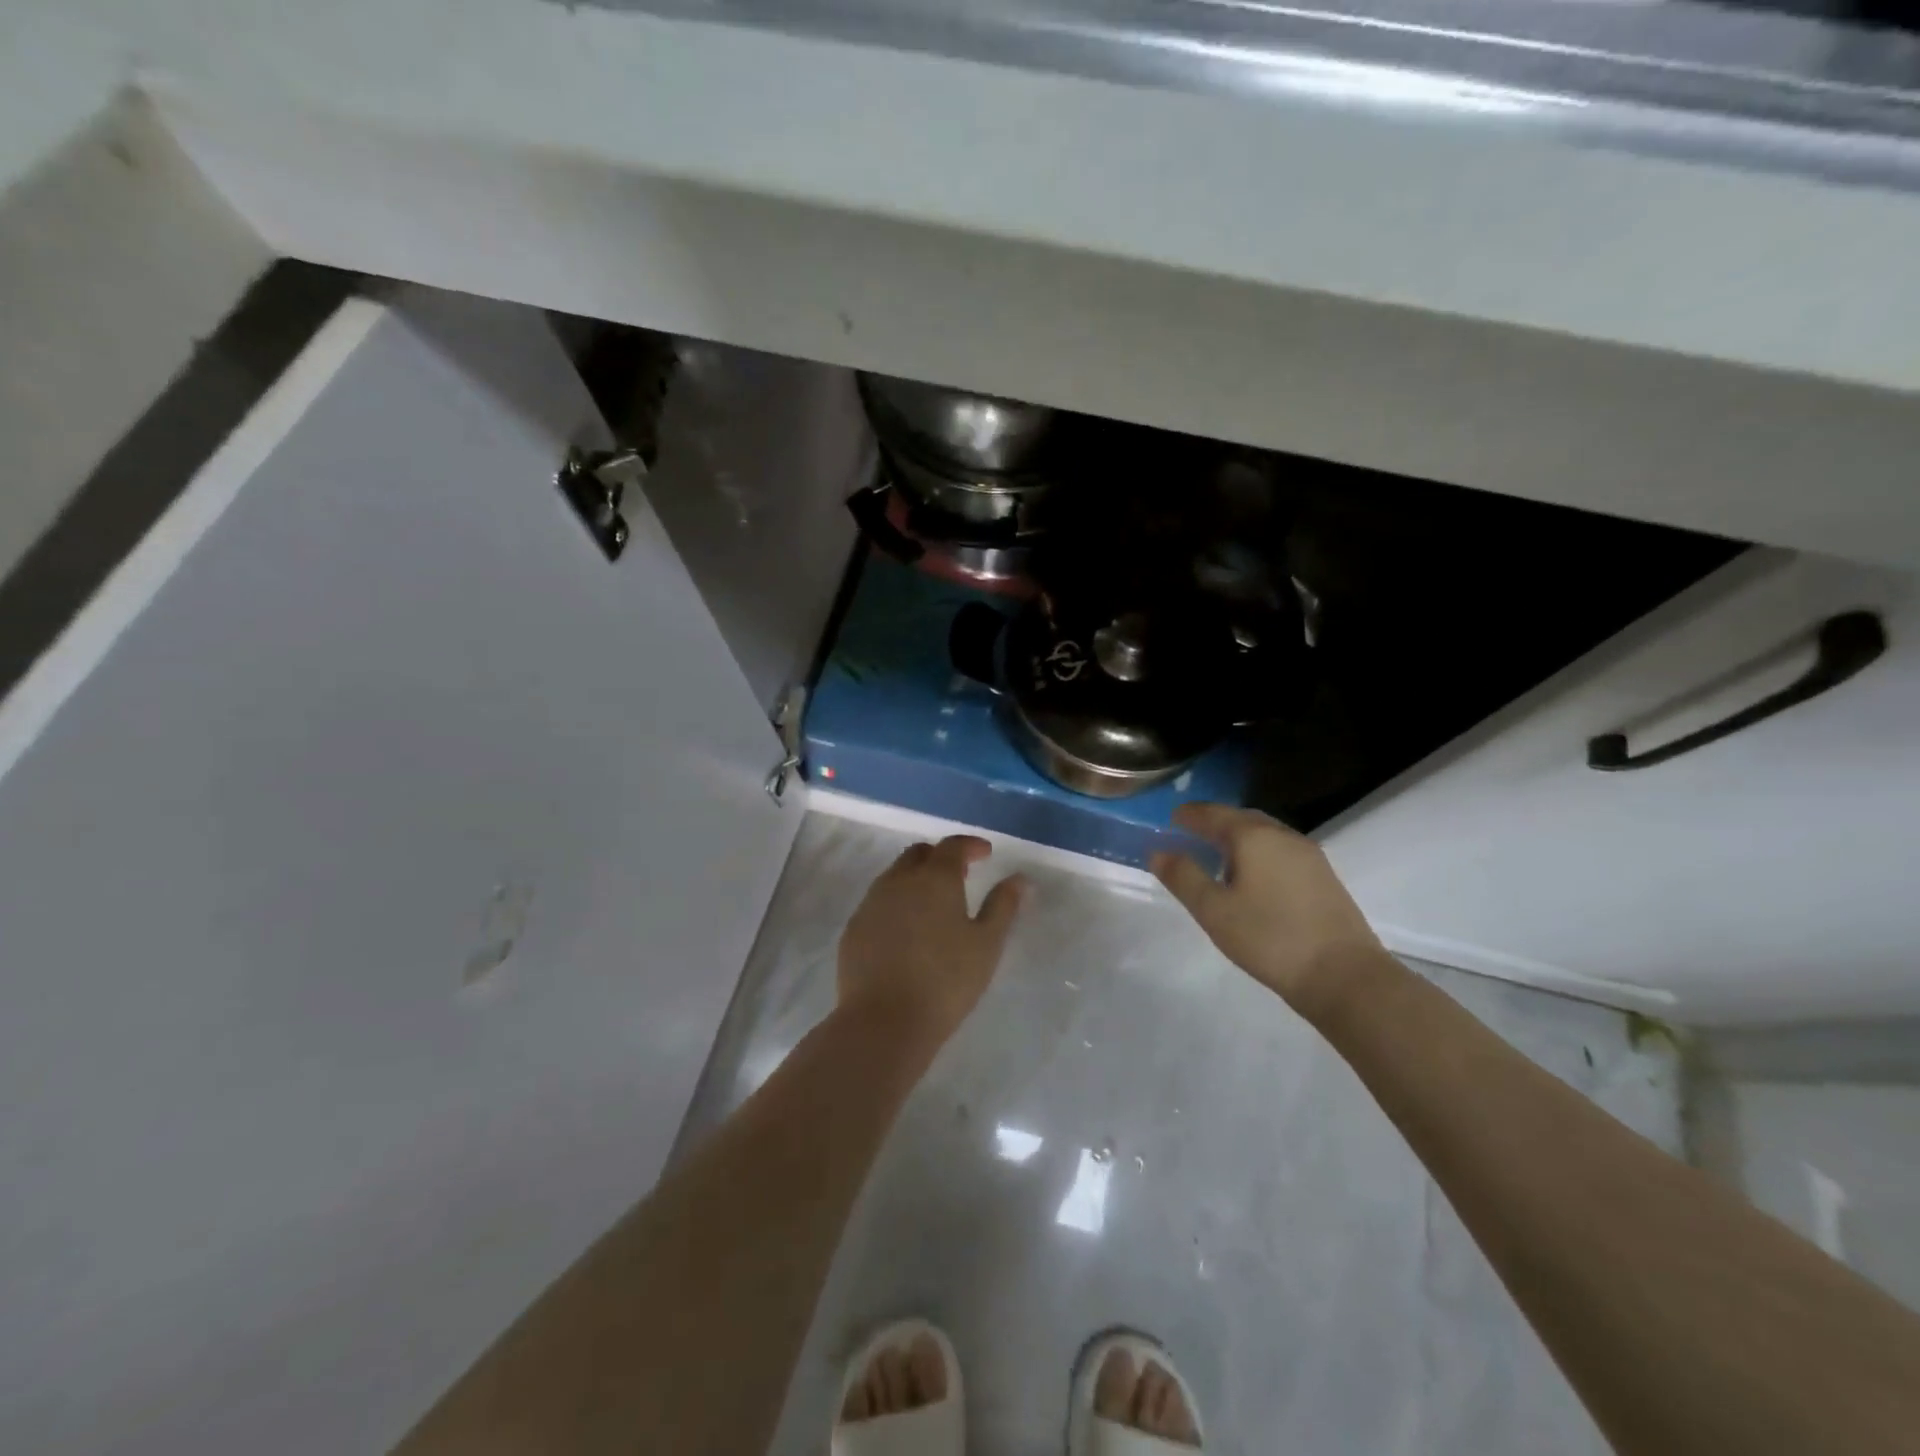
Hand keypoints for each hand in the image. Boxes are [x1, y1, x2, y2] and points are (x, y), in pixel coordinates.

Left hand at [838, 836, 1025, 1049]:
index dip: (971, 845)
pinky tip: (907, 930)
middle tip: (961, 874)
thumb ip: (1003, 906)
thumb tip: (1020, 879)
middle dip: (941, 857)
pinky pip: (878, 902)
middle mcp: (898, 881)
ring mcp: (871, 903)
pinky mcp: (854, 928)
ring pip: (895, 876)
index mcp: (934, 878)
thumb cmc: (946, 981)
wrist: (883, 1021)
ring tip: (934, 903)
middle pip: (919, 854)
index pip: (952, 846)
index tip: (986, 853)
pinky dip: (897, 903)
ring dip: (916, 878)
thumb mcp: (986, 944)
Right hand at [1150, 803, 1382, 1017]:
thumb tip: (1158, 852)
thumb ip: (1183, 877)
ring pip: (1265, 834)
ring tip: (1218, 855)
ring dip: (1239, 838)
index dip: (1189, 814)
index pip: (1213, 814)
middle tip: (1191, 832)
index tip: (1171, 818)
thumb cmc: (1269, 938)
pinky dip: (1259, 853)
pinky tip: (1253, 877)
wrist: (1344, 976)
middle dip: (1215, 822)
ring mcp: (1309, 856)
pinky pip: (1281, 851)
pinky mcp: (1324, 878)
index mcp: (1253, 836)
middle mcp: (1283, 836)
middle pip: (1242, 818)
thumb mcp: (1213, 910)